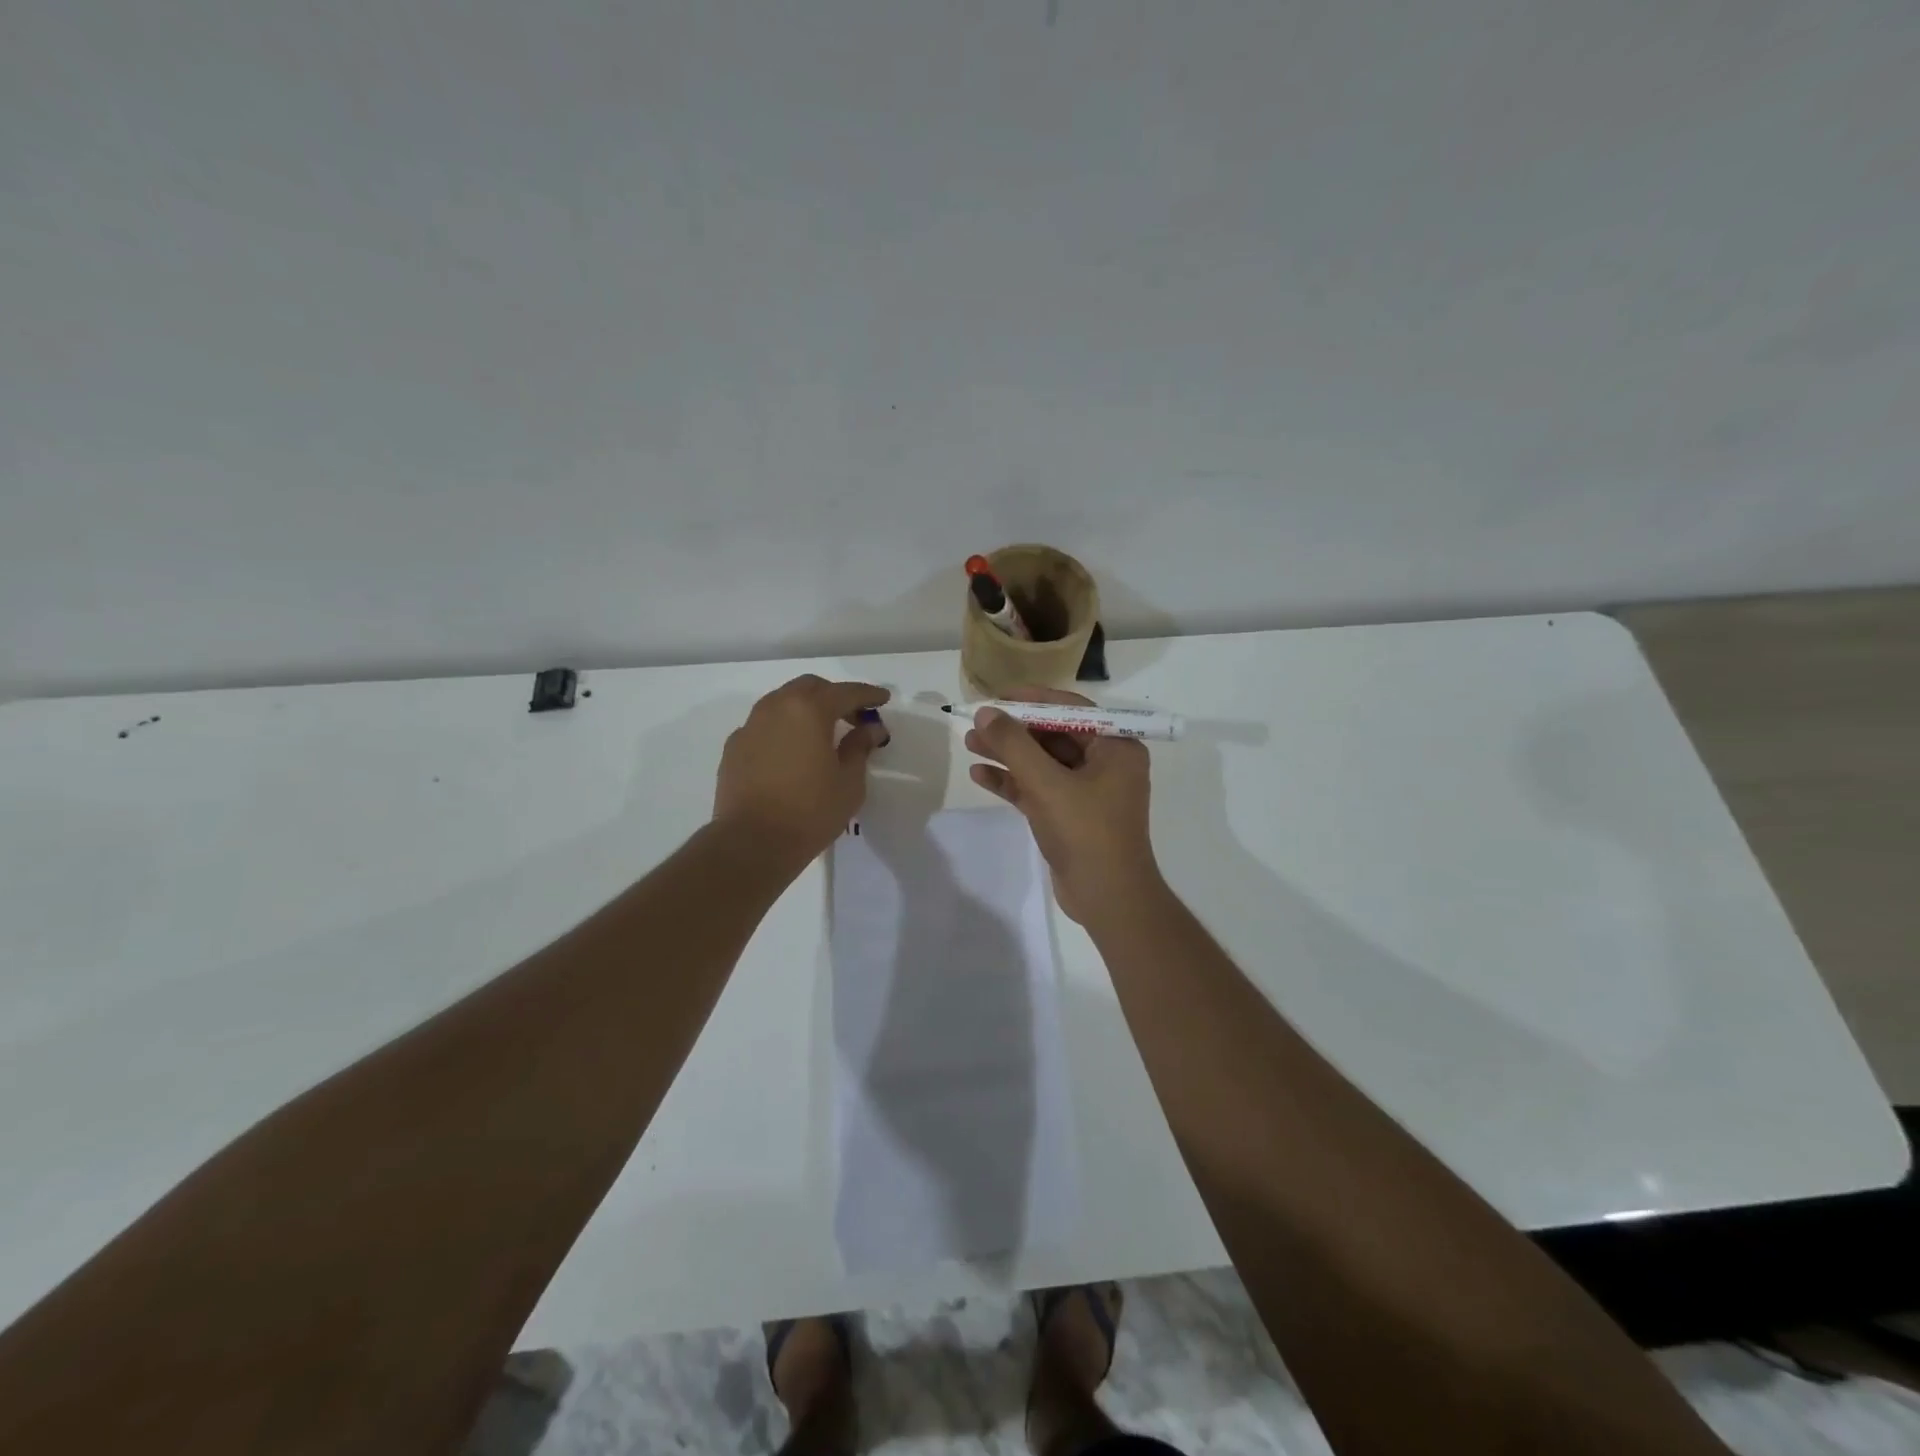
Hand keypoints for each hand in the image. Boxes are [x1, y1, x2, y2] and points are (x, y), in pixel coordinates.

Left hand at [714, 676, 889, 865]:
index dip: (868, 694)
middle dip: (834, 696)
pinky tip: (792, 752)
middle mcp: (776, 708)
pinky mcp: (734, 747)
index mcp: (809, 710)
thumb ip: (860, 748)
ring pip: (782, 702)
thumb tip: (870, 728)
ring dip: (806, 709)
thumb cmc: (810, 812)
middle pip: (810, 688)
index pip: (845, 693)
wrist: (751, 843)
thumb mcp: (849, 782)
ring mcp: (750, 726)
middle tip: (854, 717)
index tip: (883, 700)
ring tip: (822, 733)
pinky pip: (764, 725)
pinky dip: (783, 729)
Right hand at [964, 687, 1161, 923]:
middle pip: (1052, 735)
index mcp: (1116, 747)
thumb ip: (1014, 745)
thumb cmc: (1086, 832)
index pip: (1070, 709)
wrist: (1108, 899)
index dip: (1031, 700)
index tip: (996, 697)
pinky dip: (1012, 782)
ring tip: (969, 744)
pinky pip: (1038, 788)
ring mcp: (1087, 791)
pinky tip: (980, 775)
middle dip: (1013, 730)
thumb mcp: (1047, 784)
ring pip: (1041, 763)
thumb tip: (985, 713)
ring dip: (1007, 754)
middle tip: (975, 723)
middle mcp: (1105, 763)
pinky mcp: (1069, 815)